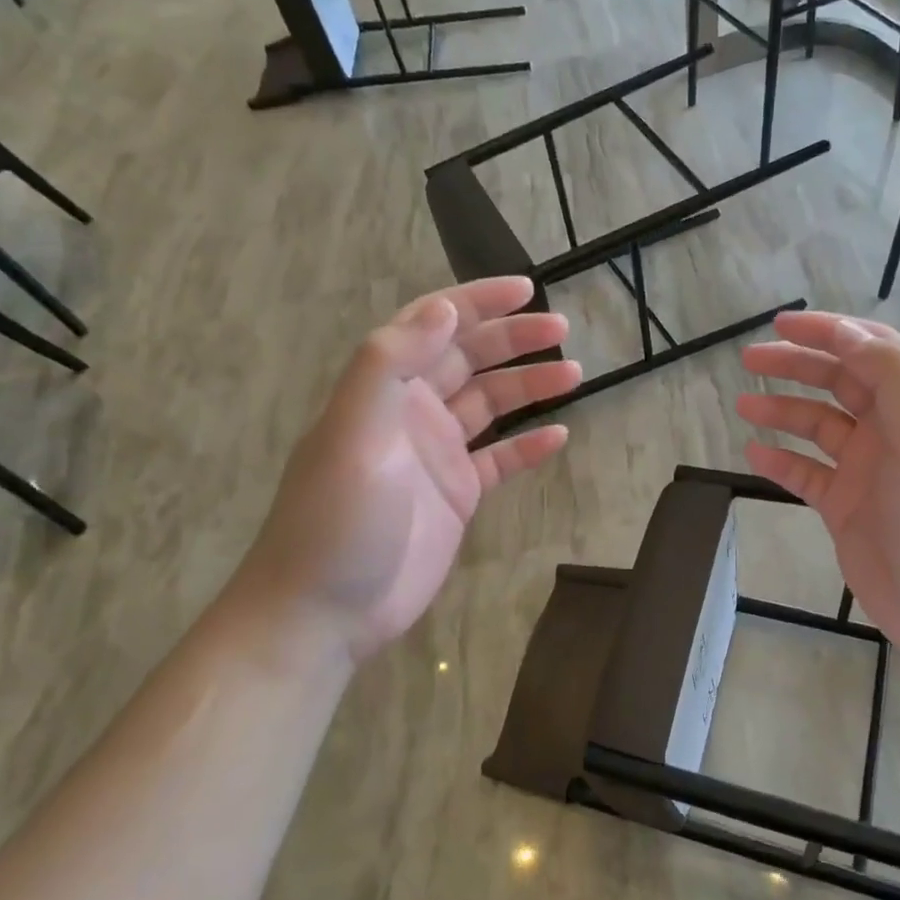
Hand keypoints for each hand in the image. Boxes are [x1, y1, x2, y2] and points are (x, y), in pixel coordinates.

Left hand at [239, 277, 579, 657]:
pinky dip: (528, 445)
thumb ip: (391, 362)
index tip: (525, 288)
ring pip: (491, 405)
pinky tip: (559, 436)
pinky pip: (500, 459)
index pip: (433, 325)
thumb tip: (443, 307)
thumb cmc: (336, 518)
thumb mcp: (354, 430)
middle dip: (514, 339)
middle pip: (470, 359)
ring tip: (574, 373)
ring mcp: (437, 454)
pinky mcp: (457, 495)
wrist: (325, 611)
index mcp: (384, 388)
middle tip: (562, 328)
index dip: (476, 301)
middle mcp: (413, 412)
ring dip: (529, 386)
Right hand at [737, 312, 899, 665]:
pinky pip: (806, 474)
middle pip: (839, 382)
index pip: (872, 350)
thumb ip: (891, 374)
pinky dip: (781, 461)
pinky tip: (754, 453)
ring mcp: (868, 471)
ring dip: (782, 410)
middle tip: (750, 358)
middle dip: (796, 365)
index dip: (829, 331)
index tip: (782, 323)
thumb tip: (847, 334)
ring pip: (818, 426)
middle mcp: (893, 430)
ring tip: (743, 404)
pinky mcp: (847, 509)